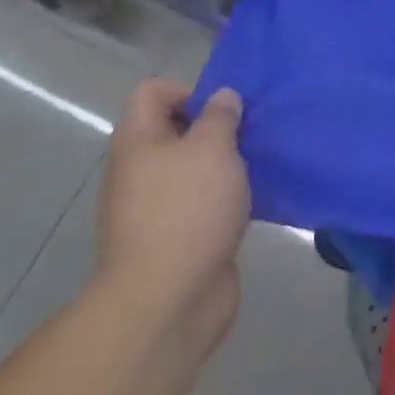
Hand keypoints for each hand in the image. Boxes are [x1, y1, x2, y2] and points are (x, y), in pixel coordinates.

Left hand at [94, 82, 250, 352]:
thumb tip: (222, 97)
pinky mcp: (175, 239)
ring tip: (256, 167)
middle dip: (215, 128)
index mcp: (137, 142)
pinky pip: (201, 203)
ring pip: (192, 169)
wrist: (167, 304)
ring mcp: (154, 208)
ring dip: (224, 165)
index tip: (223, 111)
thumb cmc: (187, 211)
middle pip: (175, 130)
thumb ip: (220, 116)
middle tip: (248, 136)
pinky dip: (224, 198)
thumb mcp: (212, 148)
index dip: (189, 90)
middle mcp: (139, 171)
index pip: (153, 92)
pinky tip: (251, 202)